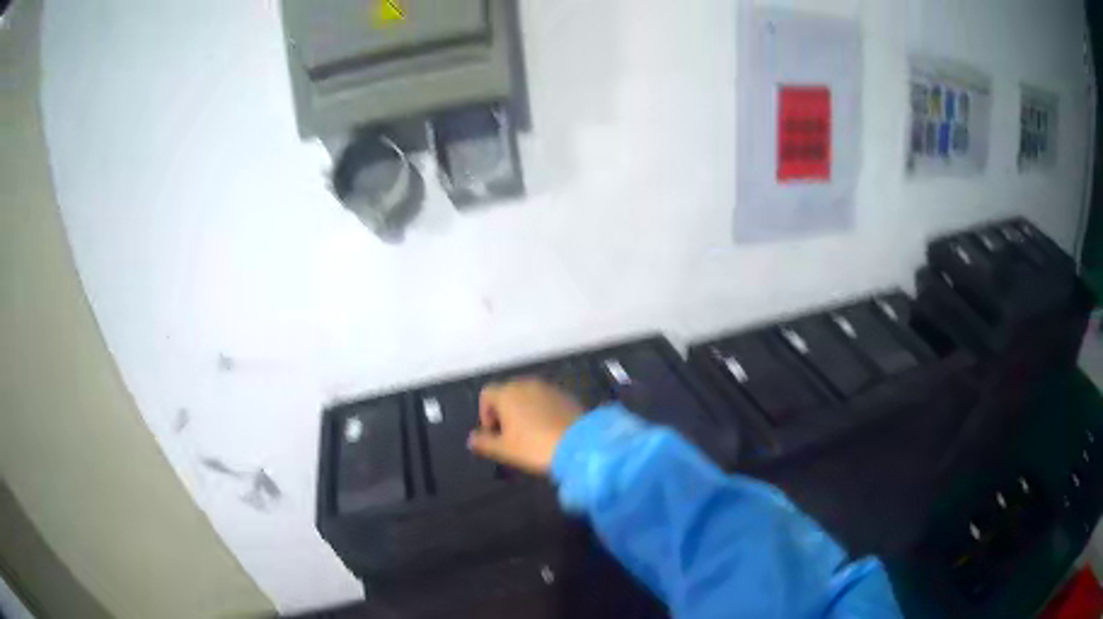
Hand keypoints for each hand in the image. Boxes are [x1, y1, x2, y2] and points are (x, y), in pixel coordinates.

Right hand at [468, 377, 584, 474]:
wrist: (580, 445)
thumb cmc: (535, 447)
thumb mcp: (505, 450)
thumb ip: (484, 442)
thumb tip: (471, 439)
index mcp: (507, 393)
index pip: (487, 394)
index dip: (485, 413)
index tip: (493, 432)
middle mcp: (526, 384)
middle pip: (507, 392)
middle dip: (504, 411)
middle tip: (510, 434)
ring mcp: (549, 387)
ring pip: (528, 395)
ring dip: (524, 410)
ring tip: (530, 433)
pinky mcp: (566, 395)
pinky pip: (546, 399)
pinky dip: (542, 410)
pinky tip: (548, 429)